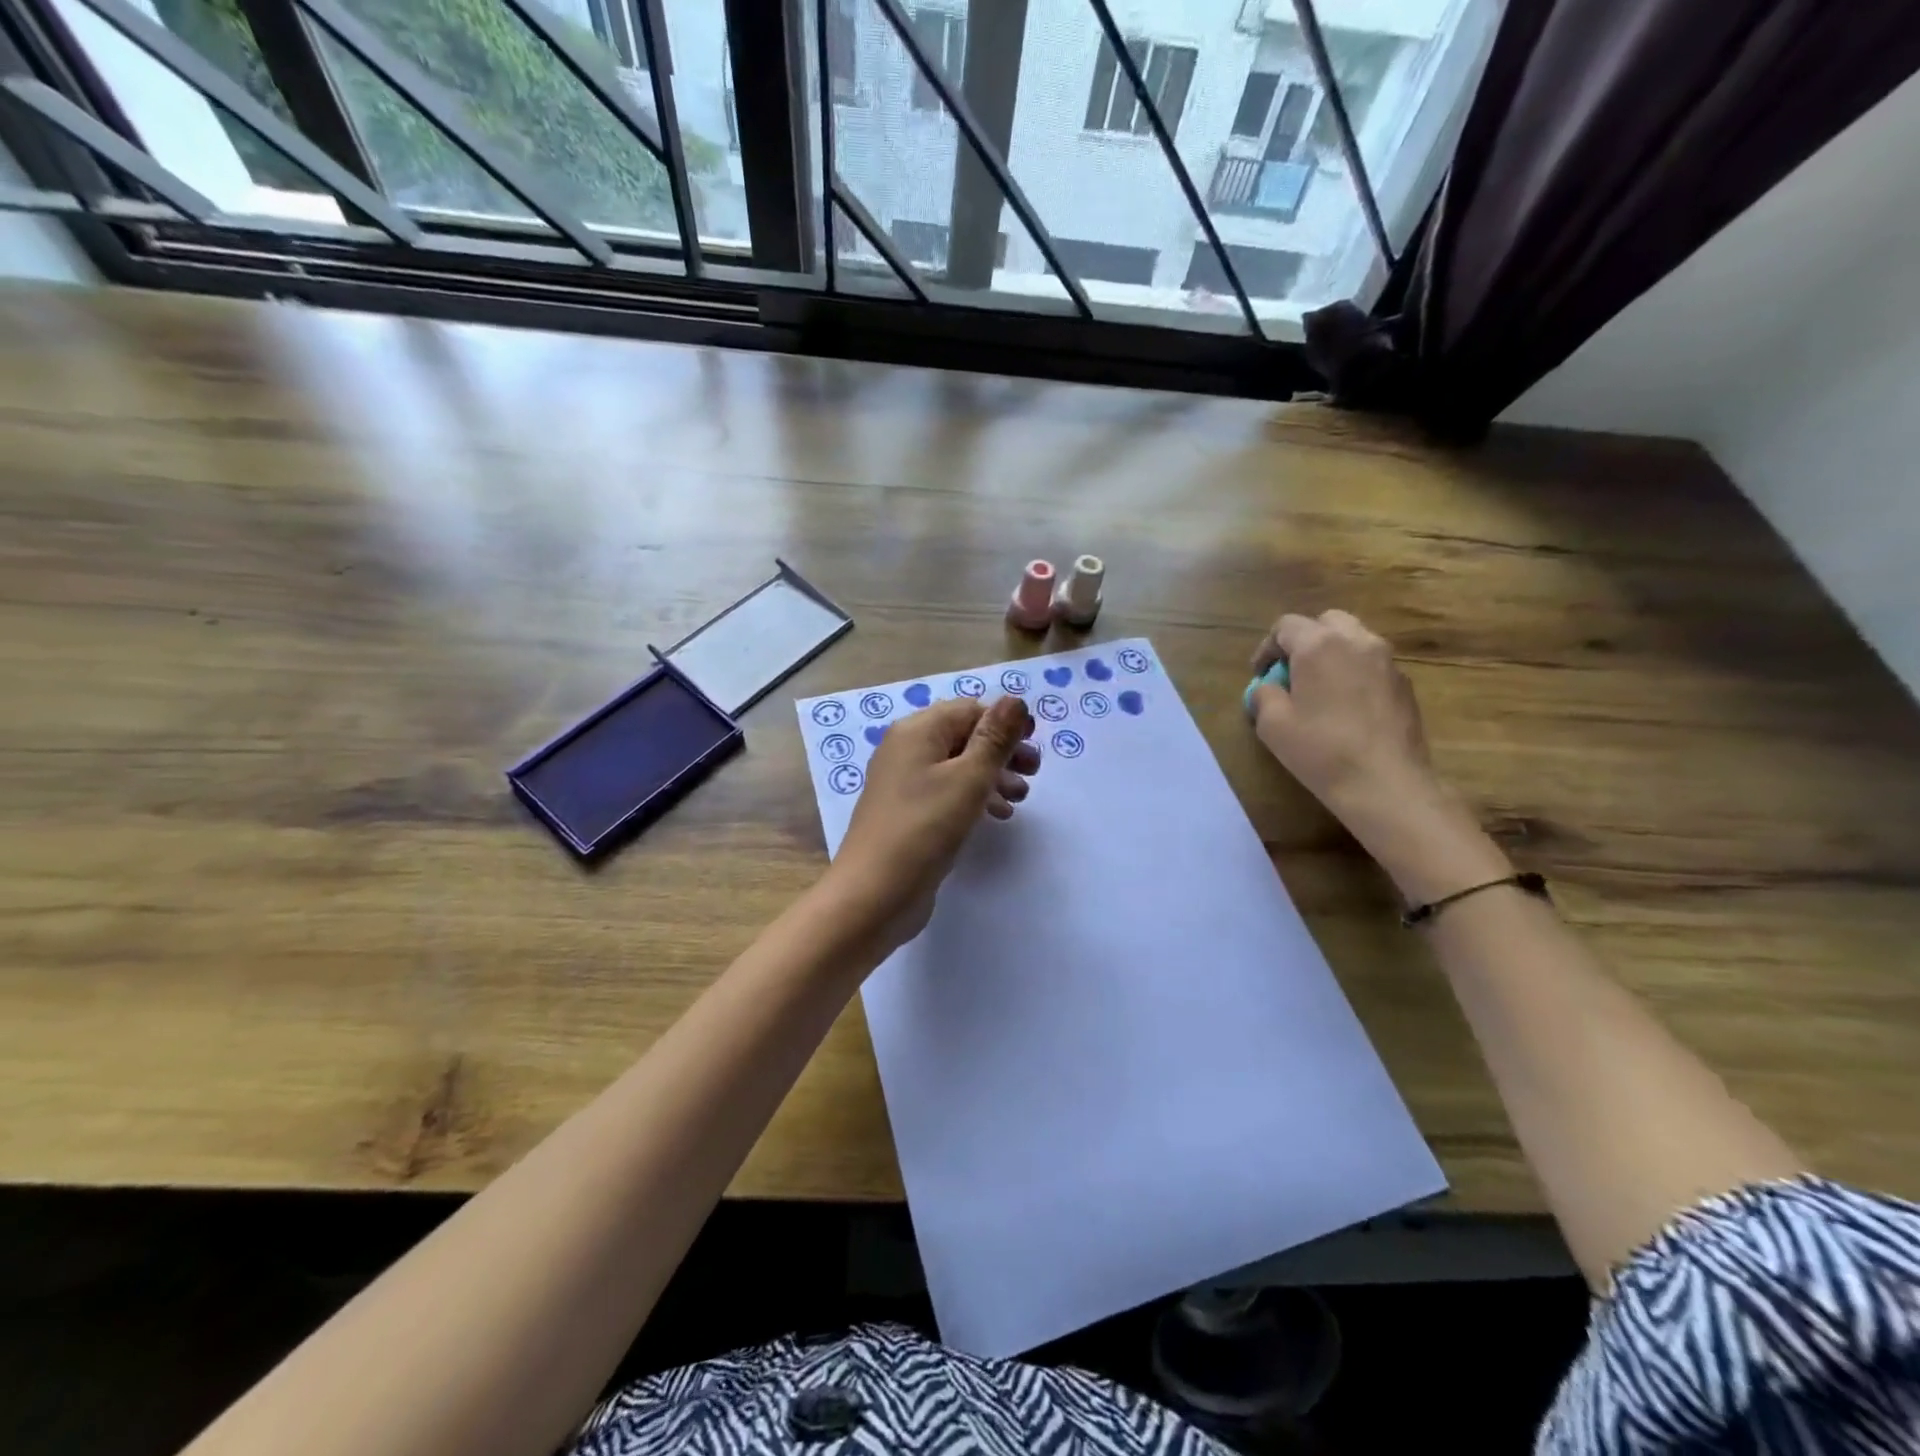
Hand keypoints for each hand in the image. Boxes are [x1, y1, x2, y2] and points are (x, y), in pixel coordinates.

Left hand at [831, 695, 1039, 945]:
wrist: (874, 894)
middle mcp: (906, 749)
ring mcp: (904, 783)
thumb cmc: (924, 828)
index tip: (1035, 745)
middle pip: (964, 736)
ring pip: (958, 766)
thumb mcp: (969, 779)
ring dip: (993, 776)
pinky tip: (997, 817)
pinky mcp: (908, 813)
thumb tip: (1014, 699)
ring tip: (1020, 798)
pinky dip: (974, 797)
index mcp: (918, 731)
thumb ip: (995, 738)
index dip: (1005, 722)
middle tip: (1034, 773)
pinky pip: (947, 792)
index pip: (969, 709)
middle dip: (1002, 751)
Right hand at [1249, 609, 1434, 812]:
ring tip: (1320, 688)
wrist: (1385, 783)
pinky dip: (1354, 673)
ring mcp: (1387, 661)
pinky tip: (1346, 707)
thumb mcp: (1272, 724)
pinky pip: (1372, 665)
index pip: (1286, 626)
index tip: (1260, 675)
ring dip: (1332, 654)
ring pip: (1354, 640)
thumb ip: (1264, 695)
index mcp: (1319, 645)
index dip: (1267, 648)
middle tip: (1292, 673)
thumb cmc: (1320, 750)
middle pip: (1326, 622)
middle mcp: (1357, 641)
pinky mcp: (1405, 684)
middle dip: (1304, 641)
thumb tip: (1268, 688)